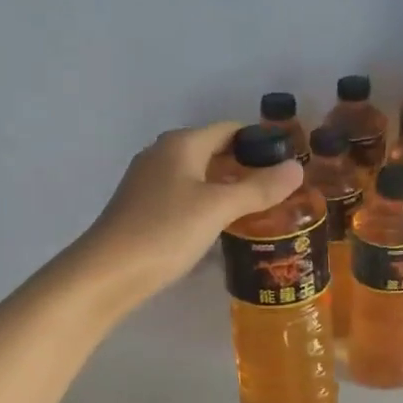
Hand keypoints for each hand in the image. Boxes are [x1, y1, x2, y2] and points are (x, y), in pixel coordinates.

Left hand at [72, 122, 302, 305]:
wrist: (106, 273)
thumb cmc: (164, 232)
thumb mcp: (217, 208)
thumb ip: (258, 188)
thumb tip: (296, 167)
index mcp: (181, 144)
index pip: (229, 129)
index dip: (260, 142)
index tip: (289, 163)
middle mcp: (162, 155)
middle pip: (213, 151)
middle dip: (245, 167)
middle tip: (279, 191)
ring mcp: (148, 183)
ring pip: (198, 177)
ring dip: (226, 189)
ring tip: (259, 210)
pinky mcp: (142, 209)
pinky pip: (184, 198)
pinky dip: (206, 205)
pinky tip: (221, 227)